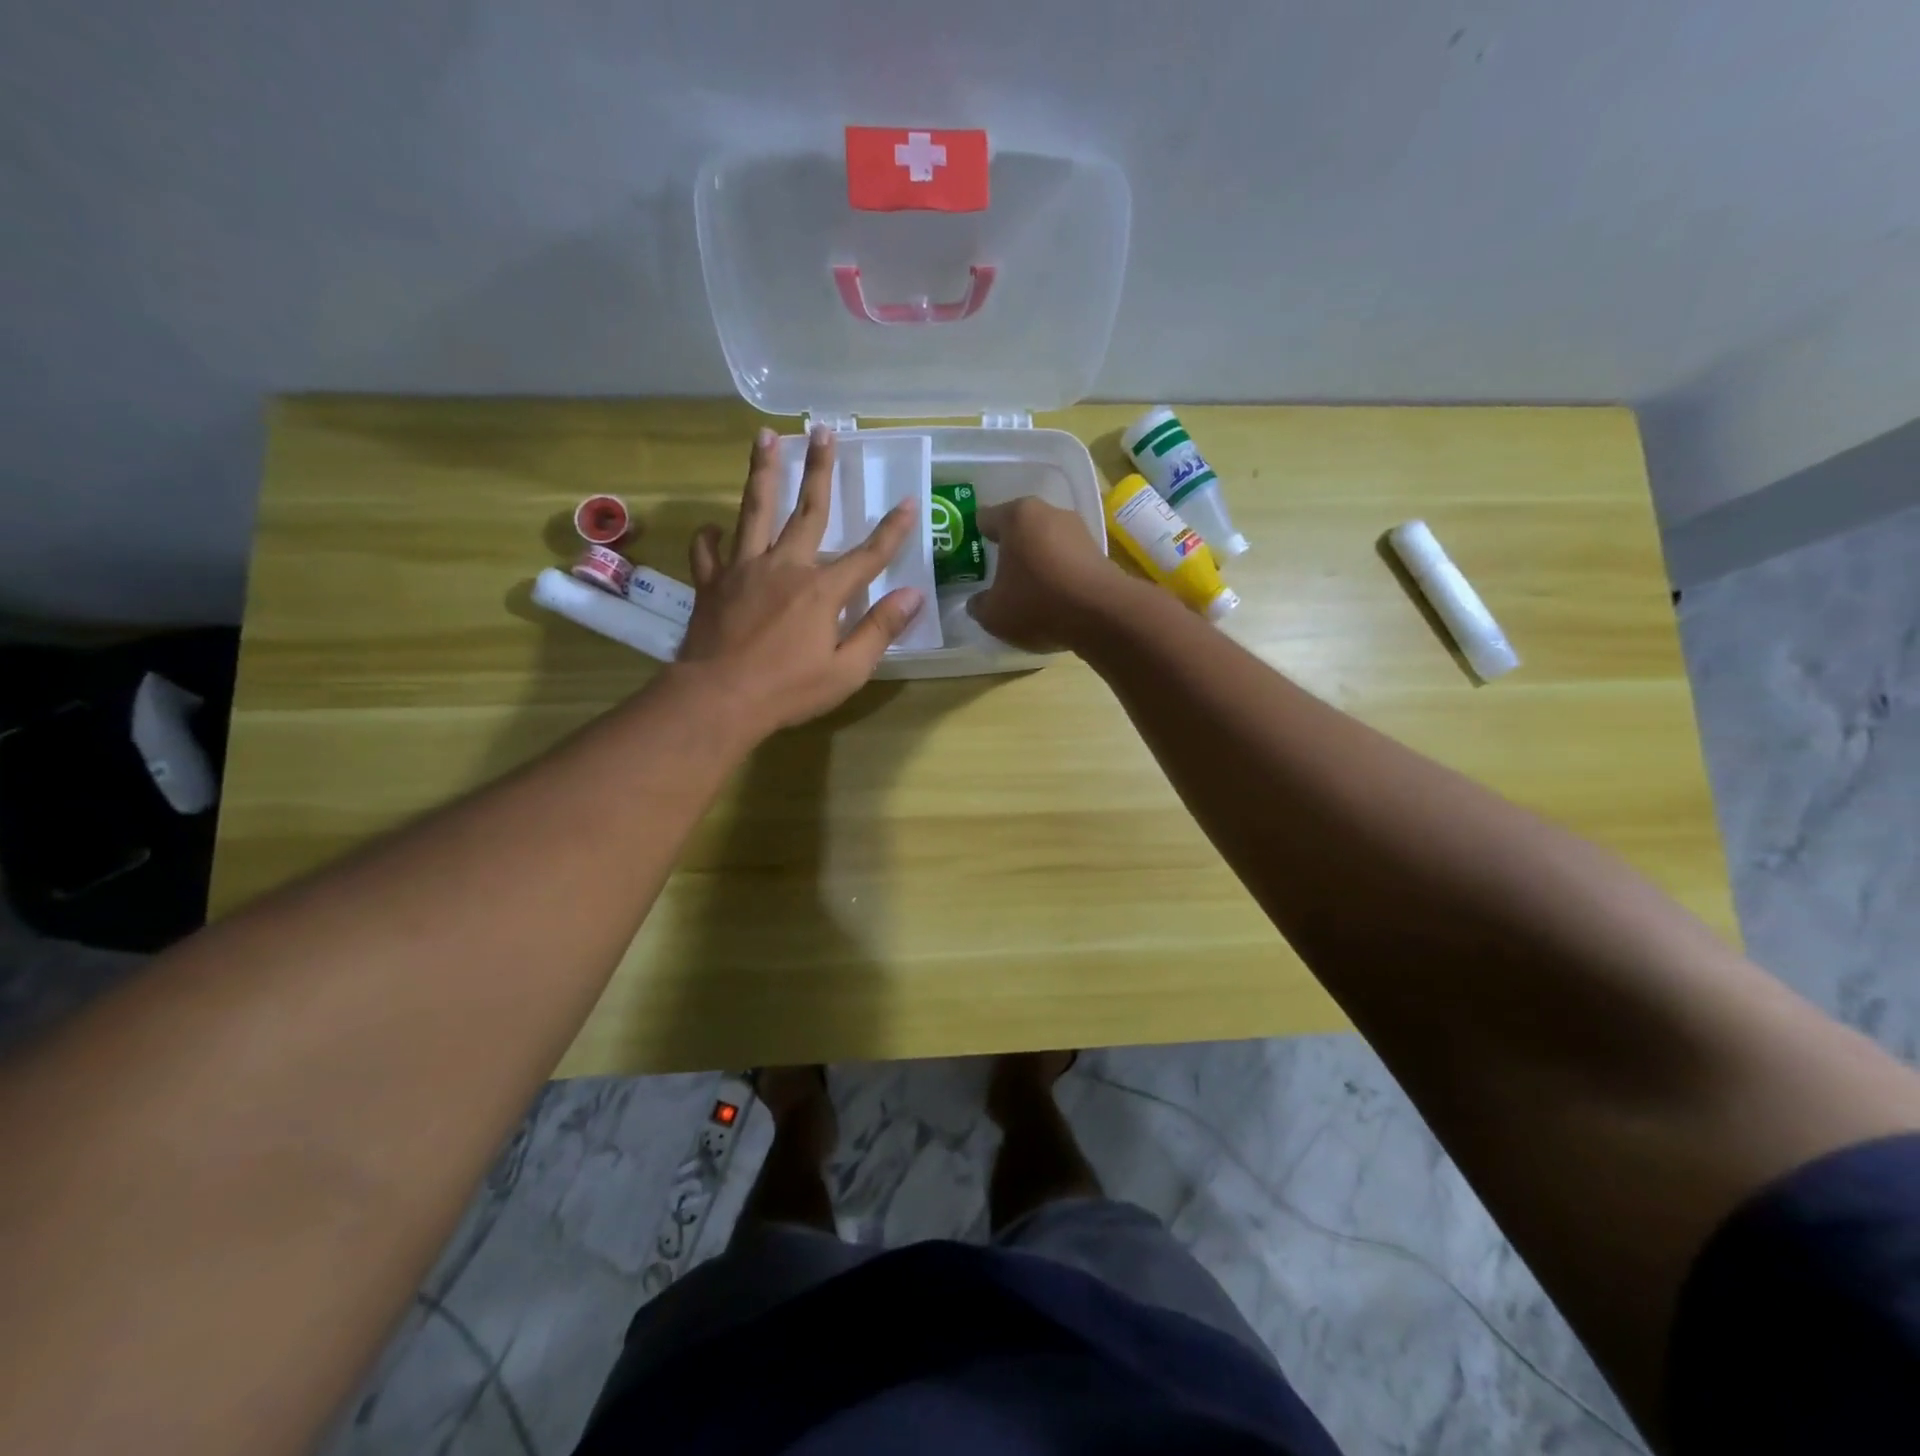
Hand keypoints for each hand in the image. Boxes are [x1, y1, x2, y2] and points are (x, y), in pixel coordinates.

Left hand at [677, 426, 922, 731]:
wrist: (718, 700)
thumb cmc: (788, 691)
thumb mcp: (847, 671)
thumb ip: (880, 630)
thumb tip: (913, 595)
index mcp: (822, 590)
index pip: (867, 555)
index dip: (892, 530)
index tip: (909, 502)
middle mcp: (784, 567)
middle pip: (808, 511)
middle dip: (820, 470)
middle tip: (822, 430)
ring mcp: (743, 570)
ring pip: (755, 511)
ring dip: (763, 472)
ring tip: (764, 437)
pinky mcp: (712, 583)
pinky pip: (708, 552)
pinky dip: (710, 537)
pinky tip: (712, 527)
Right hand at [966, 497, 1119, 652]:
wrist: (1102, 614)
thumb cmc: (1037, 603)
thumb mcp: (994, 613)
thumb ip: (979, 605)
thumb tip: (978, 602)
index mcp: (1016, 516)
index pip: (986, 518)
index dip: (975, 536)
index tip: (970, 555)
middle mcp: (1048, 512)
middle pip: (1020, 528)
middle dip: (1009, 548)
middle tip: (998, 574)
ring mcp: (1078, 530)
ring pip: (1046, 543)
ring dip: (1037, 561)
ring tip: (1027, 589)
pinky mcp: (1099, 551)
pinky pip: (1067, 560)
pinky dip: (1058, 573)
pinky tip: (1054, 596)